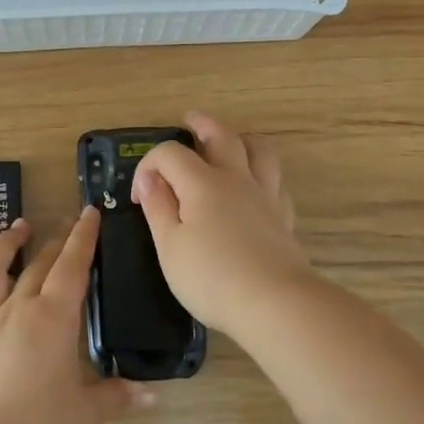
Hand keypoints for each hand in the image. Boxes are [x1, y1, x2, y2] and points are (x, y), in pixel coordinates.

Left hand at [0, 208, 149, 423]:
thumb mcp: (89, 413)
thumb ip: (117, 395)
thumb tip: (152, 395)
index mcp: (53, 319)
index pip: (71, 266)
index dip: (82, 237)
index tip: (89, 213)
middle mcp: (16, 310)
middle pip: (37, 264)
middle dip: (54, 239)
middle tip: (66, 223)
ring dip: (4, 245)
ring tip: (16, 229)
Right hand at [132, 110, 315, 337]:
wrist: (274, 303)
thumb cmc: (212, 277)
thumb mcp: (170, 246)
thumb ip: (158, 208)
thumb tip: (150, 179)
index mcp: (203, 183)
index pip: (171, 153)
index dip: (149, 166)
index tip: (140, 196)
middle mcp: (237, 179)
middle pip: (222, 137)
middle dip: (202, 125)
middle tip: (190, 120)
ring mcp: (265, 197)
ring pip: (259, 152)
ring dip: (241, 140)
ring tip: (231, 143)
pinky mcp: (283, 217)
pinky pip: (275, 182)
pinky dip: (262, 175)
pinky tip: (256, 188)